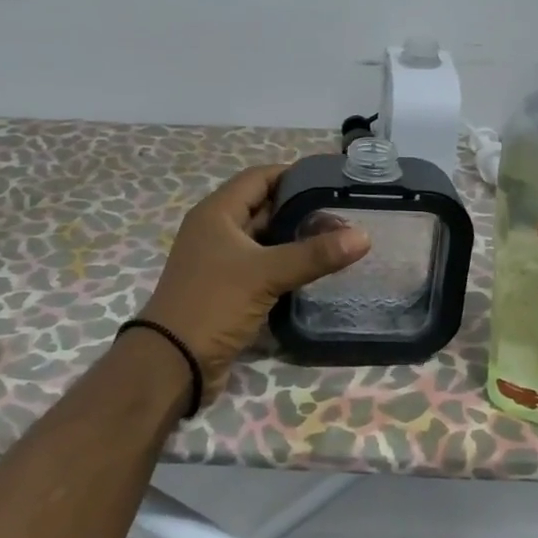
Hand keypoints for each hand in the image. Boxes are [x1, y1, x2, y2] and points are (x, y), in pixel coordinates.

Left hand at [141, 164, 370, 407]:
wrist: (174, 363)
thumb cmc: (214, 304)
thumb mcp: (266, 274)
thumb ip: (314, 254)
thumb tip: (364, 236)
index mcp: (216, 213)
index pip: (258, 177)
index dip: (293, 174)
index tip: (331, 180)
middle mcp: (216, 231)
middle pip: (263, 207)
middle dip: (300, 208)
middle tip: (343, 213)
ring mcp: (220, 261)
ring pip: (264, 239)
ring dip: (294, 238)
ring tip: (336, 239)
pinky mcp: (227, 288)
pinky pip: (261, 266)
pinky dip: (285, 264)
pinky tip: (314, 270)